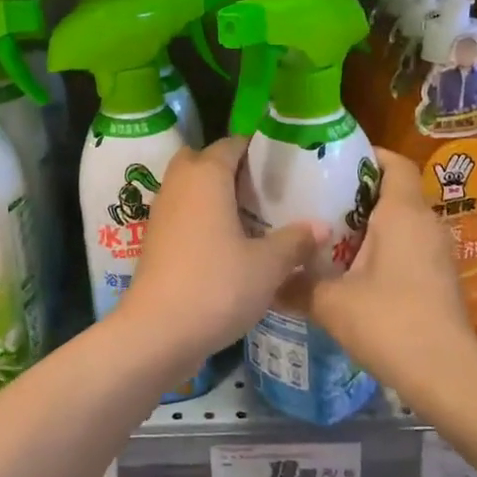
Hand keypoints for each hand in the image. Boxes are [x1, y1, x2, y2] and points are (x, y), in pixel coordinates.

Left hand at [116, 136, 320, 361]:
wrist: (157, 332)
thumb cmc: (217, 286)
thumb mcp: (267, 266)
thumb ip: (295, 241)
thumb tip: (322, 226)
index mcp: (206, 175)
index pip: (232, 144)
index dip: (257, 150)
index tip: (285, 166)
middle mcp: (179, 184)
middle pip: (203, 160)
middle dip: (230, 169)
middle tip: (264, 191)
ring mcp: (161, 212)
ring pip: (189, 187)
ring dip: (214, 195)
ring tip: (250, 217)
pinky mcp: (154, 240)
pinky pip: (181, 213)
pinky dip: (200, 218)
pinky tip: (227, 244)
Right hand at [304, 148, 476, 389]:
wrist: (446, 375)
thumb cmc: (389, 322)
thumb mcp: (330, 302)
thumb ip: (297, 285)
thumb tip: (268, 282)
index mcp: (402, 213)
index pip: (394, 163)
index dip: (366, 155)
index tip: (330, 162)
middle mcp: (425, 224)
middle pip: (393, 190)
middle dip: (356, 191)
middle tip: (314, 197)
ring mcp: (436, 252)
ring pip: (399, 221)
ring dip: (367, 223)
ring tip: (325, 232)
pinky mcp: (438, 278)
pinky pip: (406, 246)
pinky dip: (379, 247)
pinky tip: (348, 268)